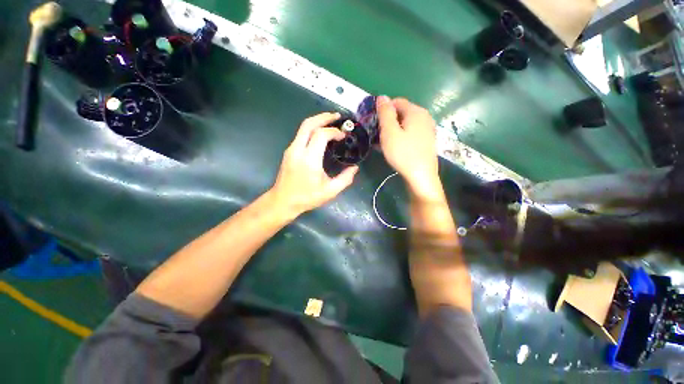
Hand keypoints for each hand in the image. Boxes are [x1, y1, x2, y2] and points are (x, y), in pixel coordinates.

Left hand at [270, 112, 358, 216]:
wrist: (282, 201)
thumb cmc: (306, 197)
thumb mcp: (330, 192)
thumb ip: (345, 179)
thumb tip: (355, 168)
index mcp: (309, 159)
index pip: (321, 135)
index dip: (334, 131)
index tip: (343, 136)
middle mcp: (298, 149)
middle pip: (309, 124)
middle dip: (324, 117)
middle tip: (337, 116)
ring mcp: (291, 149)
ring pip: (303, 127)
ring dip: (317, 121)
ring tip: (331, 121)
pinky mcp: (289, 151)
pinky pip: (301, 134)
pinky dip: (312, 129)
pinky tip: (320, 134)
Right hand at [376, 96, 440, 197]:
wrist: (421, 176)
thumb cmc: (403, 153)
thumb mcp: (390, 132)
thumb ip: (385, 113)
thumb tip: (382, 97)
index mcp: (416, 111)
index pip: (396, 102)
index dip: (383, 110)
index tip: (374, 123)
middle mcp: (424, 117)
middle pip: (401, 113)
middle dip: (387, 121)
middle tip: (377, 135)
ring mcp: (427, 130)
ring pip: (405, 125)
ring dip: (392, 131)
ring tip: (382, 143)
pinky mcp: (426, 141)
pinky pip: (410, 133)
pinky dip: (400, 137)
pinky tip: (393, 147)